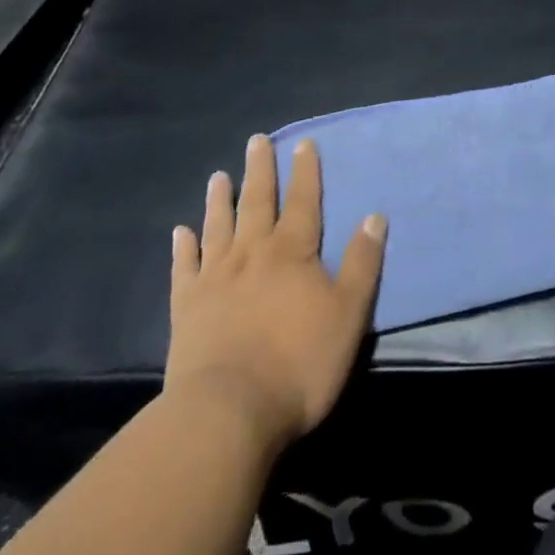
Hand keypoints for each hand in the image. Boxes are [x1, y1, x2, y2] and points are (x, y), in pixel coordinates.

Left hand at [166, 135, 385, 451]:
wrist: (228, 413)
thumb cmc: (299, 363)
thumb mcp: (348, 313)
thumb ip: (362, 263)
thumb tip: (375, 215)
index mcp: (292, 252)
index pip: (303, 201)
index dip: (305, 172)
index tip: (303, 143)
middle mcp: (252, 253)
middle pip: (257, 202)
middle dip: (260, 171)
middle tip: (256, 140)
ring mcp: (215, 279)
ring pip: (218, 227)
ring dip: (220, 200)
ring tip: (218, 176)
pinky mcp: (186, 309)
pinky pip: (185, 268)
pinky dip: (183, 248)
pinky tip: (180, 232)